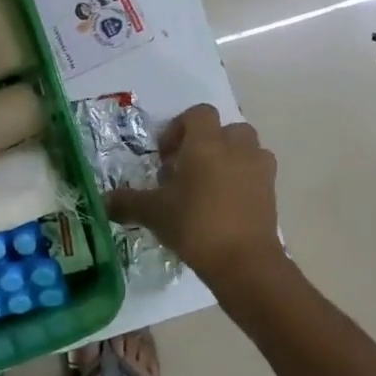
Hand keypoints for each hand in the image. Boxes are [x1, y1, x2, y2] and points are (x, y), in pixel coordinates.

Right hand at [106, 104, 285, 295]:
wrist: (244, 262)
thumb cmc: (195, 224)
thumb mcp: (153, 212)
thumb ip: (127, 202)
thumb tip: (103, 201)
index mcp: (206, 143)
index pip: (198, 114)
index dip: (180, 128)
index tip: (166, 156)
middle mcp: (236, 148)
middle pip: (226, 129)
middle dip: (208, 144)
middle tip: (187, 170)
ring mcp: (259, 170)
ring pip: (247, 150)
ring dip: (230, 160)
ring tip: (209, 187)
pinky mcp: (272, 194)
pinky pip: (257, 175)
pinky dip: (244, 182)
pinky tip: (226, 207)